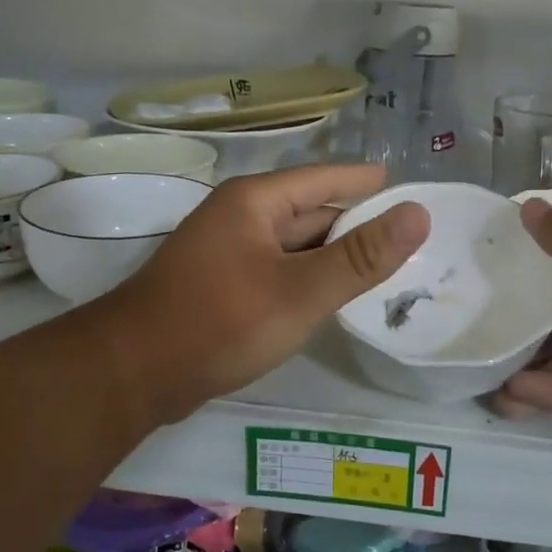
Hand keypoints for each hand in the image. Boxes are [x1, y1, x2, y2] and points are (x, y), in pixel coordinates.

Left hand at [95, 163, 428, 423]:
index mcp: (256, 201)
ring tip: (385, 267)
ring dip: (334, 255)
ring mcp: (228, 253)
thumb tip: (418, 214)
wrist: (133, 373)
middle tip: (410, 238)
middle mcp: (240, 217)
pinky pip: (279, 272)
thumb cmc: (219, 322)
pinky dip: (309, 280)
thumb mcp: (301, 291)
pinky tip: (334, 297)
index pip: (326, 179)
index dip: (367, 183)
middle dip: (357, 225)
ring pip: (295, 246)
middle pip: (311, 212)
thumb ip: (361, 257)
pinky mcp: (222, 287)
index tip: (408, 188)